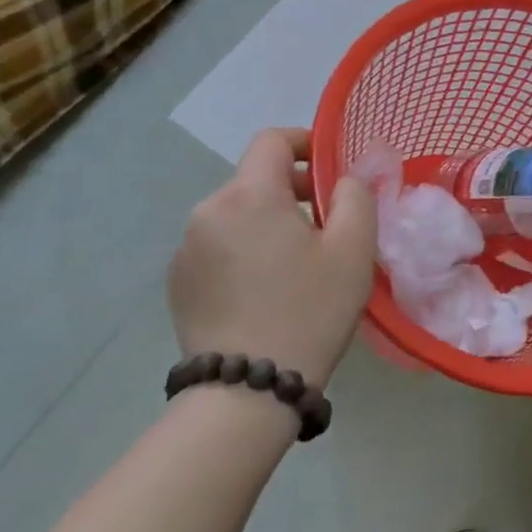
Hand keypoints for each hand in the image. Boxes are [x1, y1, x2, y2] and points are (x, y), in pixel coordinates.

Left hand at [168, 128, 377, 390]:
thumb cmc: (309, 310)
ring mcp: (185, 249)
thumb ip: (355, 196)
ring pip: (237, 214)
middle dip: (292, 190)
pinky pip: (218, 246)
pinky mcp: (176, 283)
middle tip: (326, 225)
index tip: (330, 168)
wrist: (246, 391)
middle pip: (255, 179)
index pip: (272, 140)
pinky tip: (266, 289)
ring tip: (297, 263)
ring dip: (268, 222)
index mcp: (249, 196)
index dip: (305, 142)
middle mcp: (207, 211)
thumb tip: (345, 178)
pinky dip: (244, 250)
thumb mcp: (353, 248)